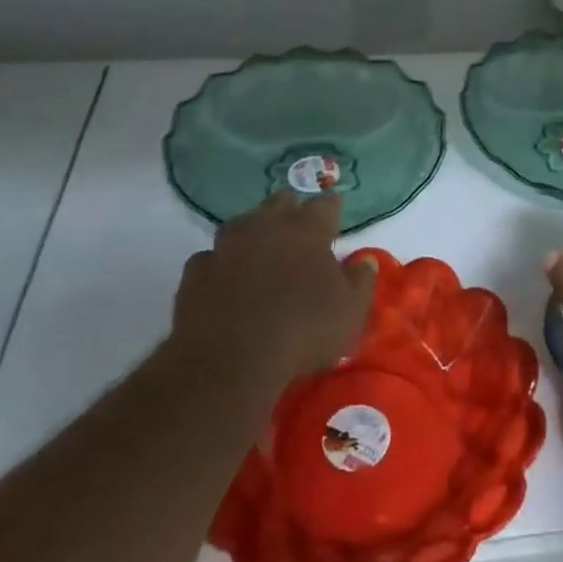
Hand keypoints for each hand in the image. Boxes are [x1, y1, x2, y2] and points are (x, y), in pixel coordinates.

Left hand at [172, 192, 376, 383]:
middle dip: (291, 208)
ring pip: (241, 223)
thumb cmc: (303, 330)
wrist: (230, 359)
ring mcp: (226, 245)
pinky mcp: (196, 270)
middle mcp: (266, 226)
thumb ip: (361, 281)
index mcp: (307, 230)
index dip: (332, 207)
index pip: (325, 204)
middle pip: (280, 202)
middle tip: (298, 225)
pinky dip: (220, 264)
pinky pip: (210, 258)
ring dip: (253, 231)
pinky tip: (224, 279)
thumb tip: (365, 261)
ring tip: (259, 249)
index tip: (336, 211)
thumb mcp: (350, 313)